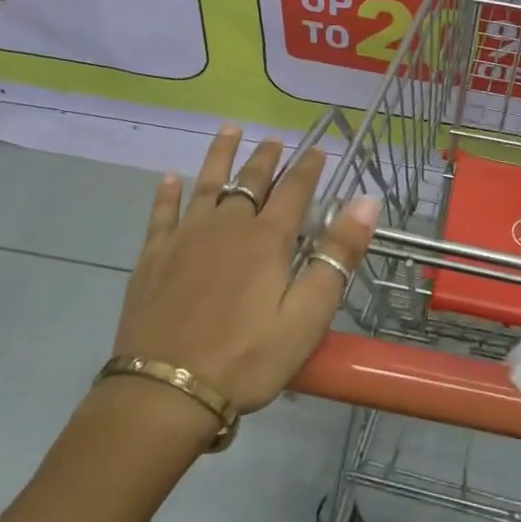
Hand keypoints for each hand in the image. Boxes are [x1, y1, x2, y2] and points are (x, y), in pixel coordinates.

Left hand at [110, 127, 380, 420]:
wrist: (166, 392)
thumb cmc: (248, 358)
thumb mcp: (308, 315)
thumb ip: (337, 255)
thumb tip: (366, 201)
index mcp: (267, 239)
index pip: (294, 190)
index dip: (308, 168)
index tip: (318, 149)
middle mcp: (227, 226)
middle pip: (250, 181)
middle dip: (266, 157)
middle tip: (274, 138)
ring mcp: (185, 238)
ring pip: (206, 184)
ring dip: (220, 155)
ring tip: (229, 129)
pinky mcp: (153, 258)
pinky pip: (162, 214)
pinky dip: (167, 193)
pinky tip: (169, 178)